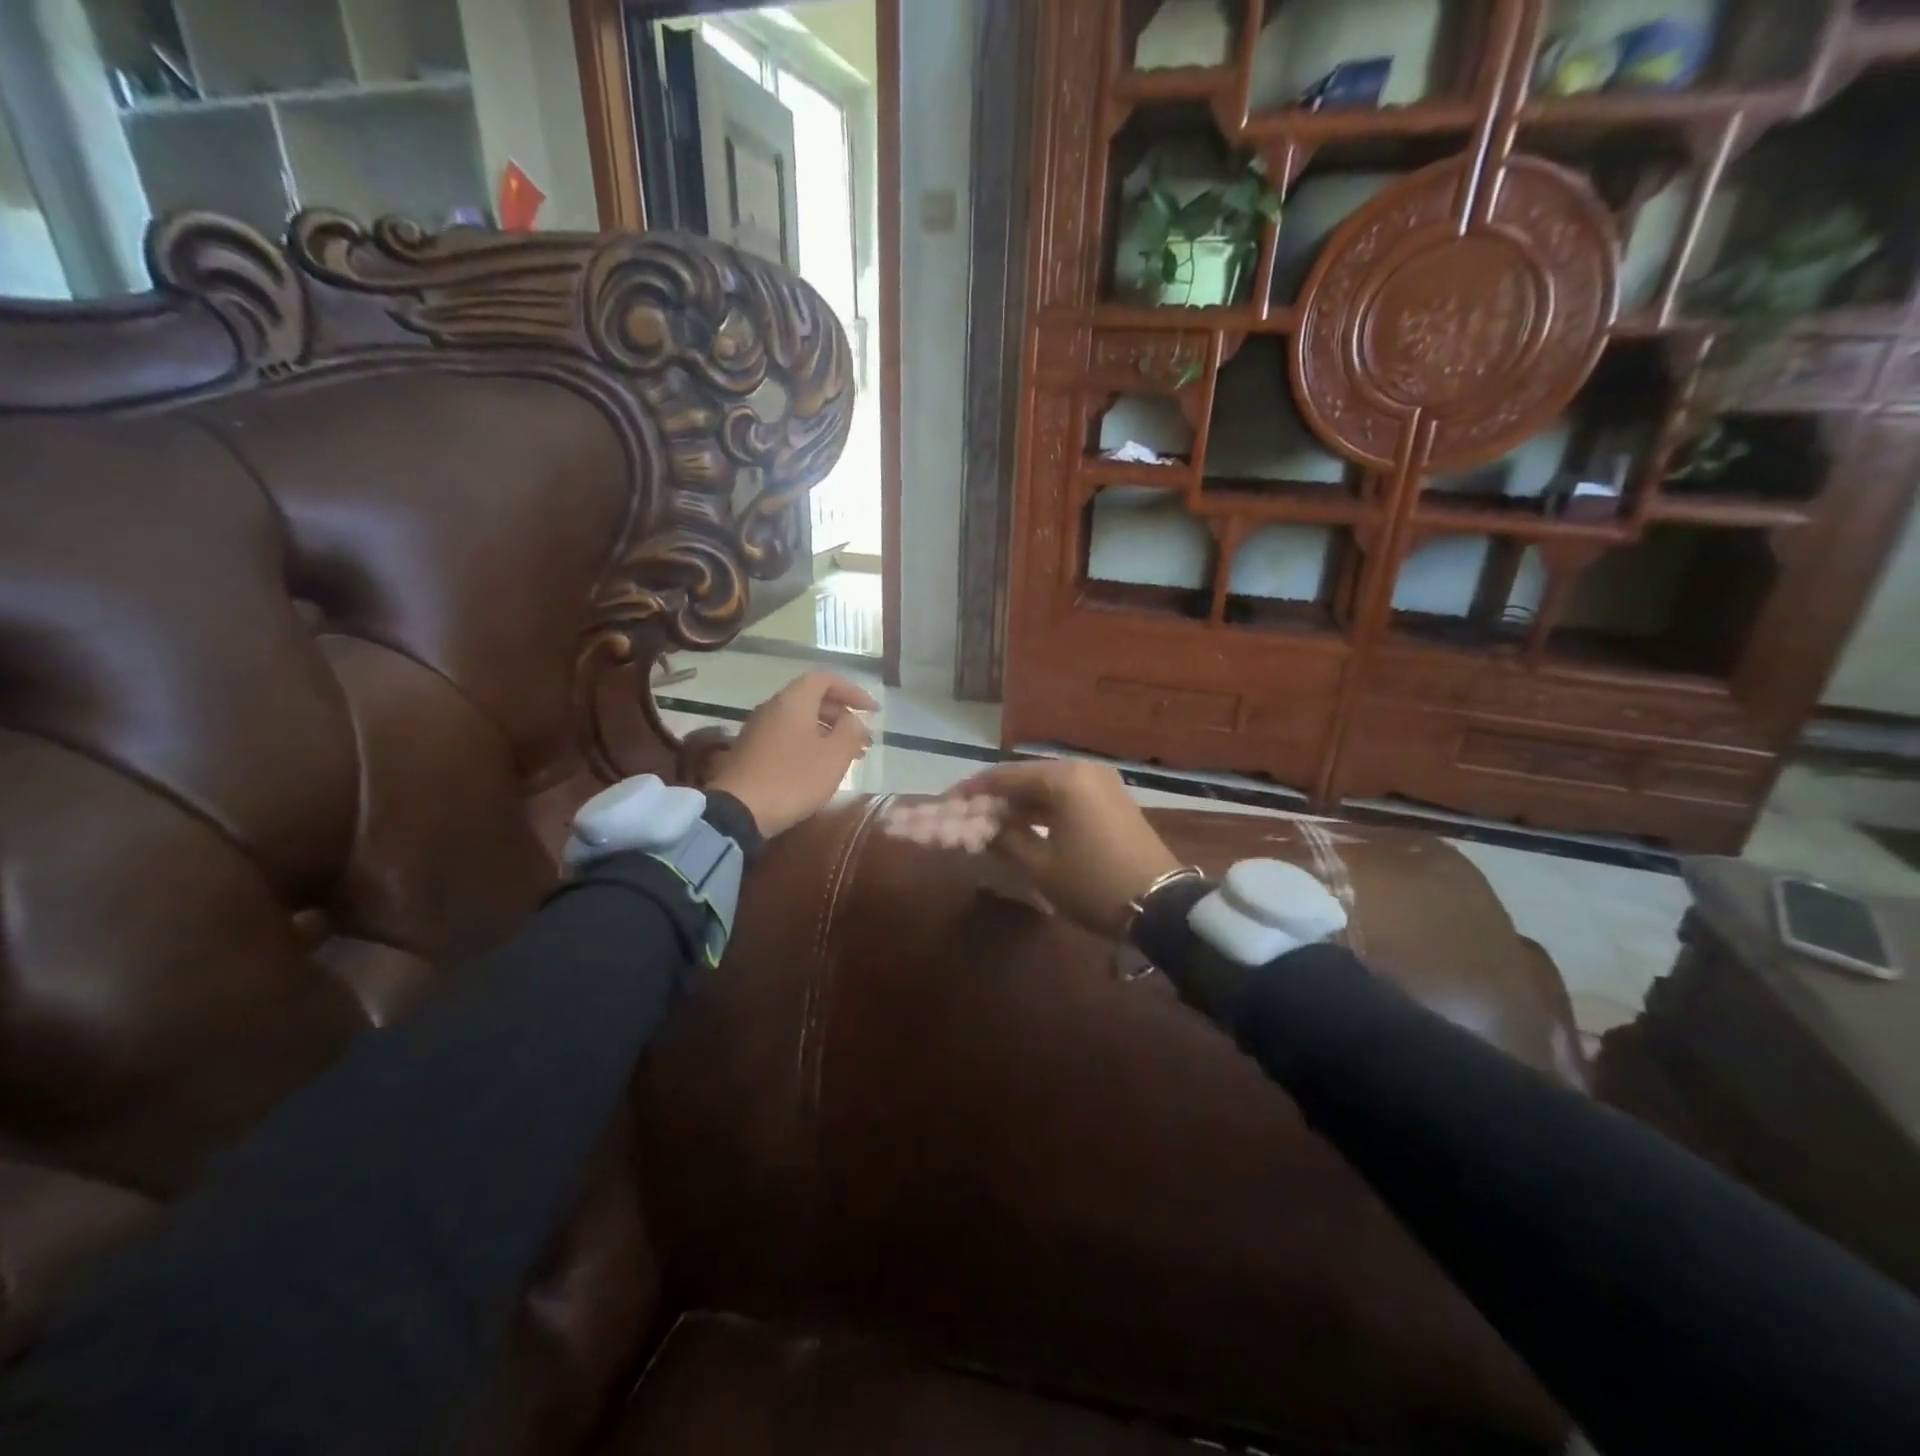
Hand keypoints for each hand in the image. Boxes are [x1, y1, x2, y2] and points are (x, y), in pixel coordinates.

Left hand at [708, 671, 876, 837]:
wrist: (738, 810)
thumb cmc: (793, 778)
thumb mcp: (834, 756)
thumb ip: (850, 732)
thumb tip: (853, 720)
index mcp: (794, 700)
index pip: (826, 679)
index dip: (853, 691)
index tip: (873, 711)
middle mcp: (773, 707)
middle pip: (812, 699)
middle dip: (842, 716)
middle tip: (863, 739)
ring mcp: (758, 729)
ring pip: (800, 720)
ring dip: (827, 733)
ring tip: (848, 756)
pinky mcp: (751, 751)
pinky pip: (787, 736)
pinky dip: (809, 744)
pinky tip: (820, 768)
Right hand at [950, 759, 1181, 939]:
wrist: (1161, 905)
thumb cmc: (1092, 883)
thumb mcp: (1040, 865)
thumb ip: (1005, 838)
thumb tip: (981, 825)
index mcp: (1062, 778)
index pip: (1004, 776)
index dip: (972, 790)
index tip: (946, 803)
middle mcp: (1082, 769)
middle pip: (1025, 776)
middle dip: (995, 795)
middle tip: (967, 815)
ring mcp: (1101, 782)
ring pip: (1046, 785)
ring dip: (1019, 802)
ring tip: (990, 823)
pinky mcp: (1112, 798)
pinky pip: (1066, 794)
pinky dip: (1043, 807)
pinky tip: (1025, 825)